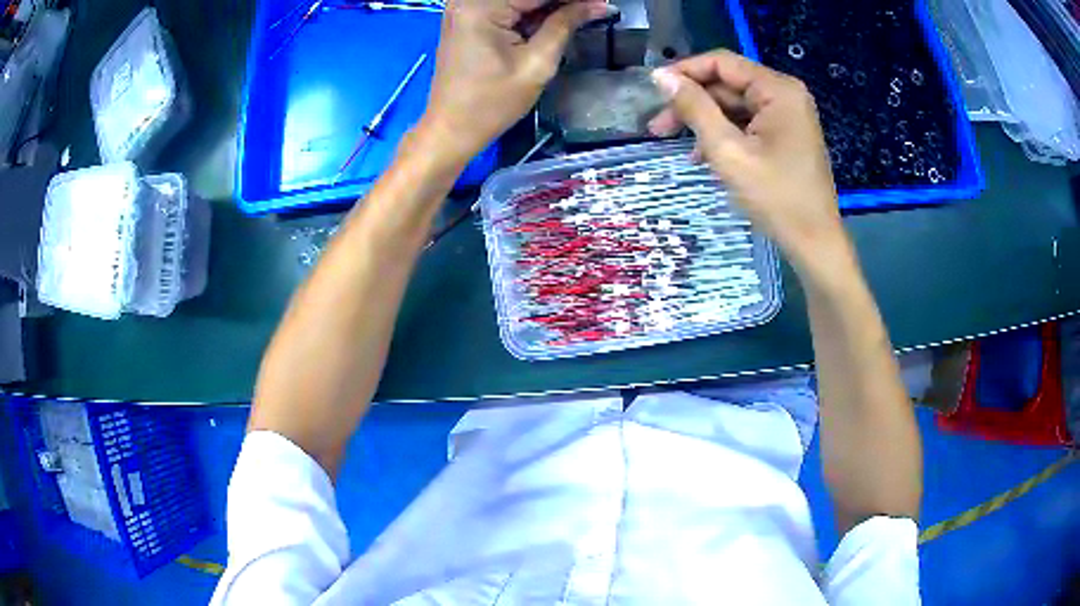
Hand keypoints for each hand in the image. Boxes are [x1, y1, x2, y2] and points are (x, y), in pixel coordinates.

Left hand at [420, 0, 610, 166]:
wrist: (451, 129)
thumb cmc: (491, 104)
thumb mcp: (536, 64)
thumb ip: (566, 25)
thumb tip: (599, 5)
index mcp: (481, 7)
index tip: (602, 4)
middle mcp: (468, 0)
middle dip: (562, 2)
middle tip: (594, 10)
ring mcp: (464, 7)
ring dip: (548, 7)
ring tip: (581, 15)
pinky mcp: (466, 17)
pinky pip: (507, 6)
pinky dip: (531, 12)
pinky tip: (556, 19)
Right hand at [648, 50, 847, 274]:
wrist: (814, 242)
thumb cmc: (775, 197)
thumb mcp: (727, 150)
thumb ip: (694, 108)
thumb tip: (661, 76)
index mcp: (777, 89)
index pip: (721, 63)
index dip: (684, 72)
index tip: (653, 90)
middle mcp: (785, 94)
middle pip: (728, 84)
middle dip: (692, 103)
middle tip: (657, 128)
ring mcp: (788, 115)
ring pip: (735, 105)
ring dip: (705, 121)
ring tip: (674, 145)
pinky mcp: (786, 135)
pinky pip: (748, 123)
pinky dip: (724, 134)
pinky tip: (703, 155)